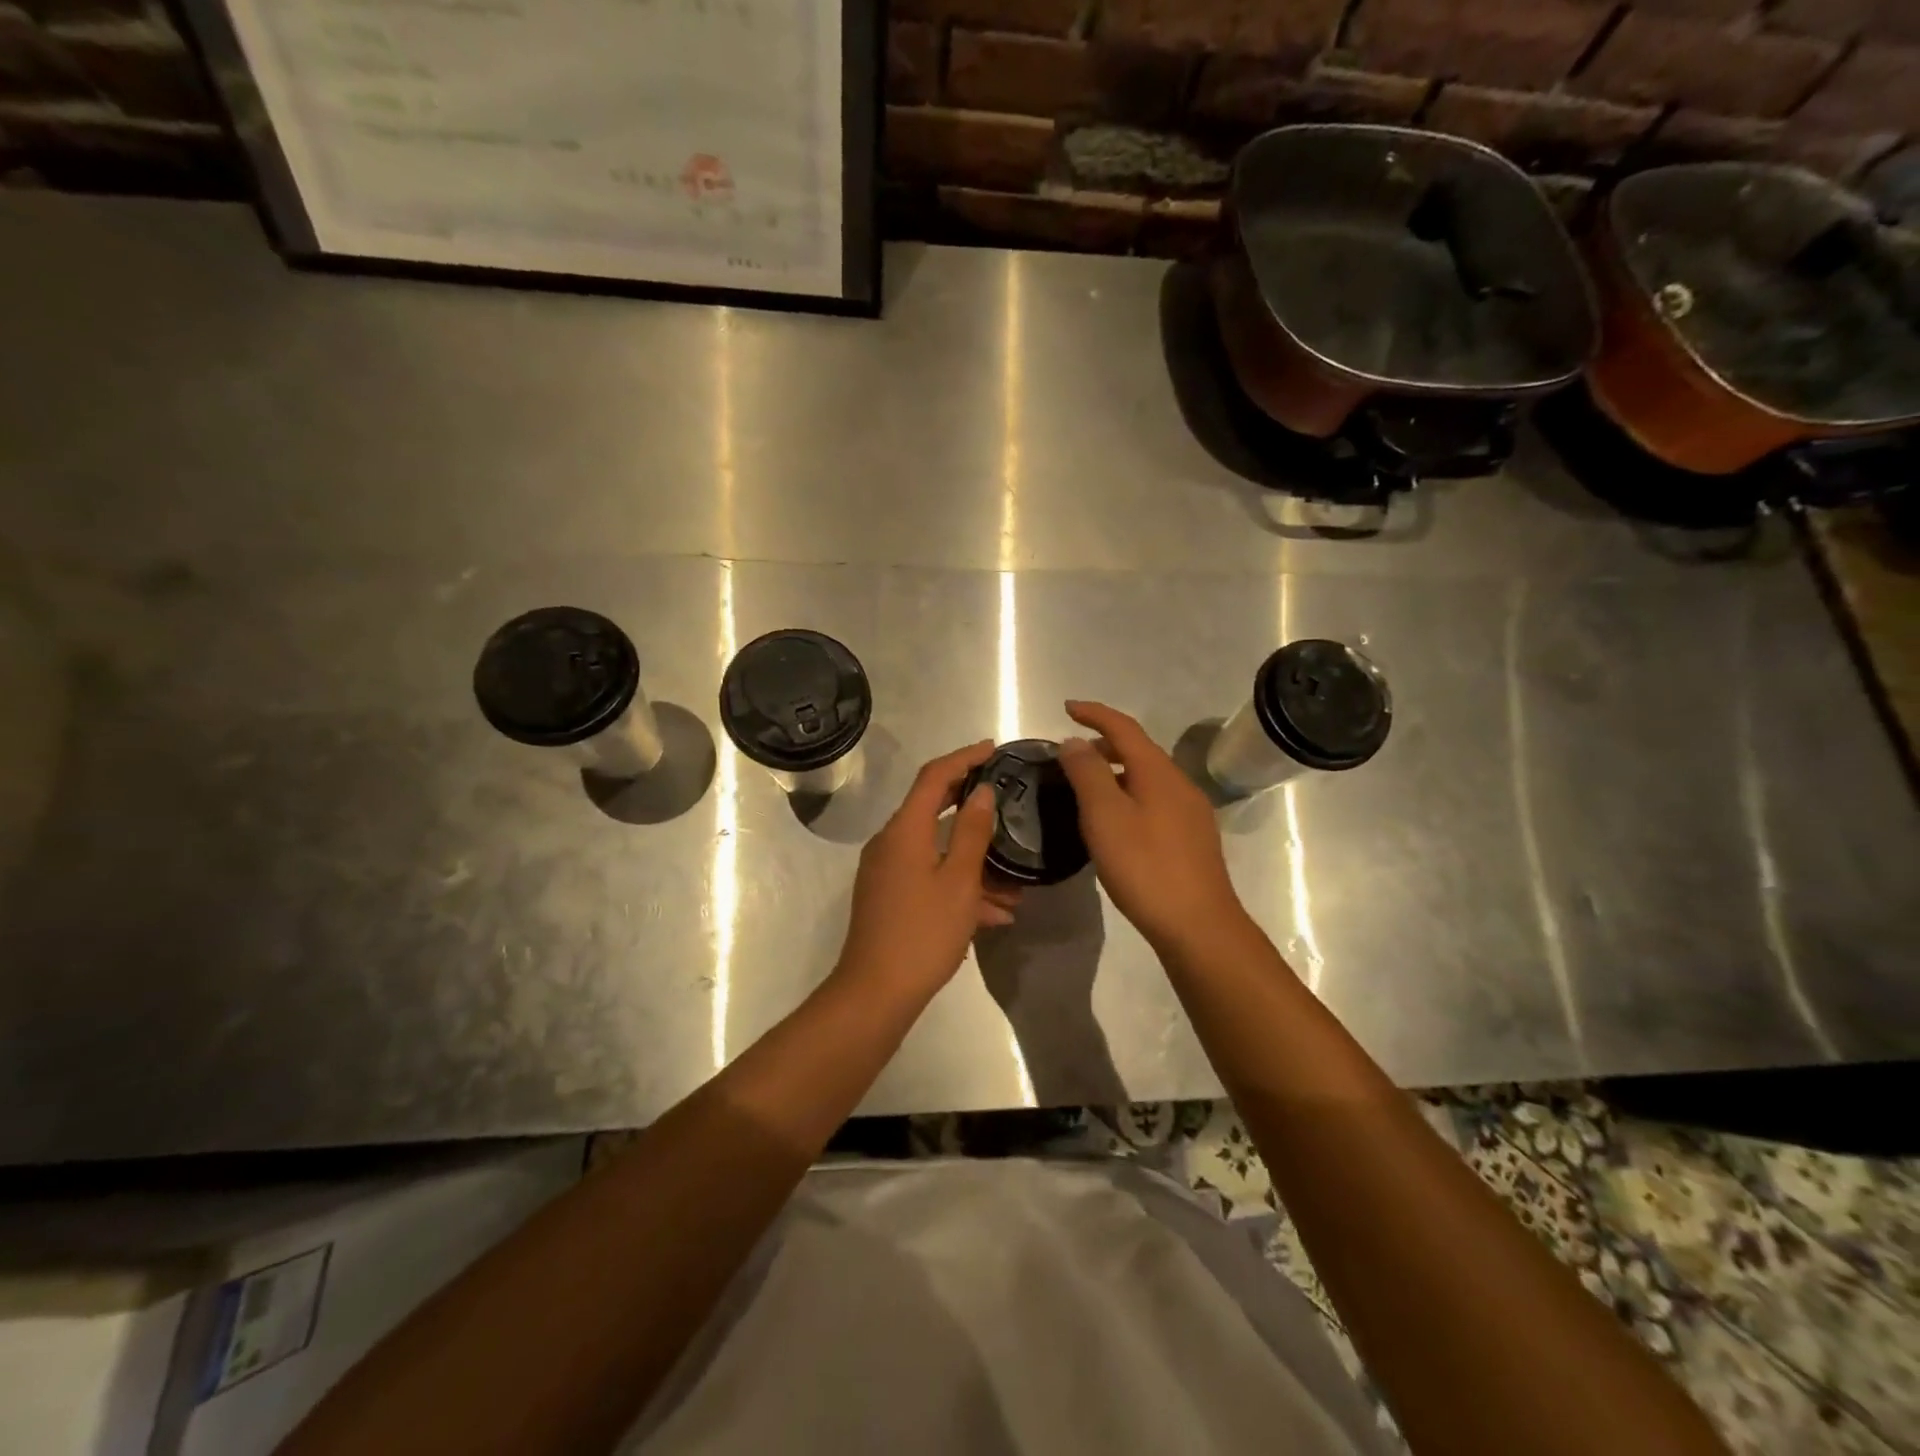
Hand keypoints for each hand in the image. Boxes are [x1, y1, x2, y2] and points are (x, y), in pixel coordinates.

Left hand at [834, 741, 1019, 1007]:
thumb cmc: (923, 933)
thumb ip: (972, 832)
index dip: (964, 758)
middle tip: (1004, 796)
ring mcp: (886, 871)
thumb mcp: (959, 881)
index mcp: (905, 830)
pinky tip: (995, 913)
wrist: (875, 993)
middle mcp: (890, 842)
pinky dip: (958, 884)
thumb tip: (982, 791)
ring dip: (973, 858)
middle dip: (970, 803)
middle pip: (932, 807)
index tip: (993, 749)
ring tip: (1015, 880)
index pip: (934, 776)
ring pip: (936, 849)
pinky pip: (928, 876)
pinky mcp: (888, 896)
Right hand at [1056, 701, 1247, 952]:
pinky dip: (1130, 795)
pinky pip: (1155, 800)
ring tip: (1088, 789)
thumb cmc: (1145, 867)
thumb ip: (1088, 774)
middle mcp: (1179, 784)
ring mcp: (1190, 812)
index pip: (1124, 727)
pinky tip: (1116, 823)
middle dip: (1104, 745)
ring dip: (1117, 772)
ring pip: (1148, 778)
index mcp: (1158, 772)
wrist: (1198, 925)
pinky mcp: (1192, 838)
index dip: (1095, 713)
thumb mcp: (1105, 817)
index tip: (1067, 708)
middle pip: (1139, 751)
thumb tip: (1074, 741)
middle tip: (1071, 757)